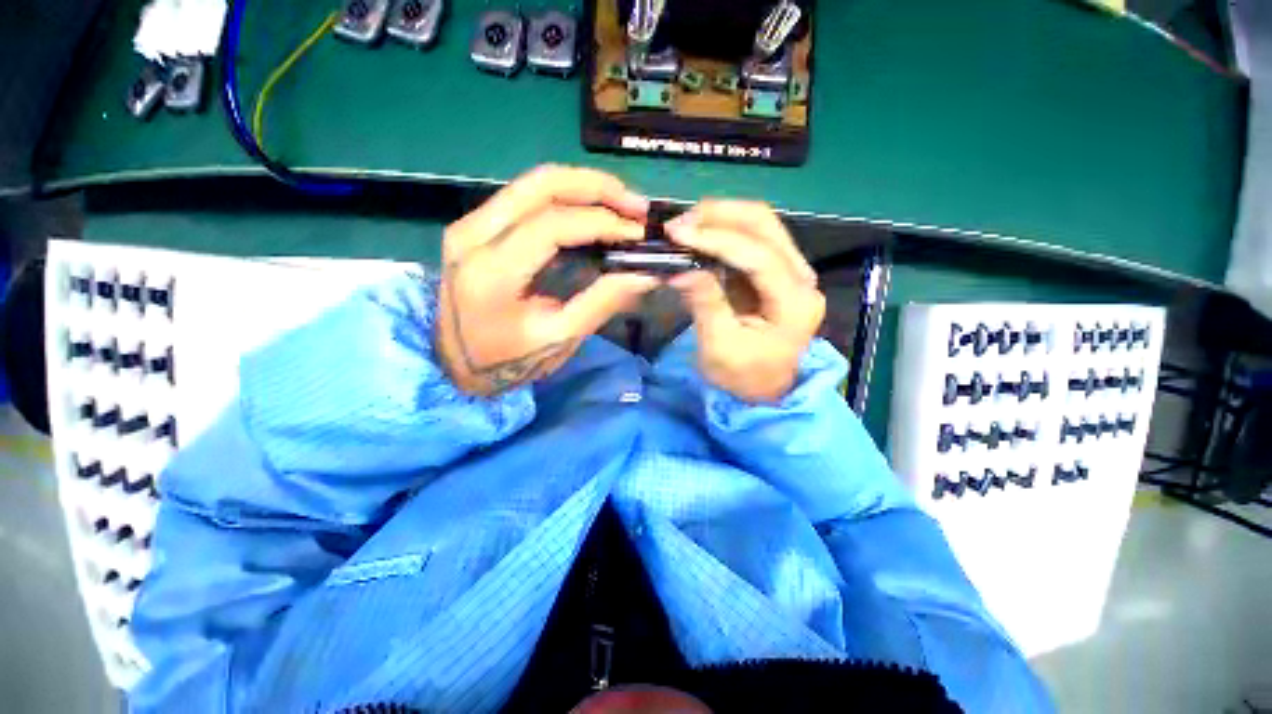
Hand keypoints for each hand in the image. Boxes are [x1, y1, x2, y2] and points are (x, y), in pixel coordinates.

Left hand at [436, 166, 660, 395]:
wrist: (455, 364)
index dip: (602, 222)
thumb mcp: (559, 338)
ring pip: (533, 182)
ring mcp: (470, 224)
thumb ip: (601, 302)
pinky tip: (593, 210)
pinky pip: (526, 196)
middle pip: (540, 184)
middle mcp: (473, 234)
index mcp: (491, 272)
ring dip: (584, 187)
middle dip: (597, 187)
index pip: (552, 225)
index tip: (638, 233)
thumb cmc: (508, 360)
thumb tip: (646, 273)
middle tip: (637, 206)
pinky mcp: (476, 225)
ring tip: (622, 204)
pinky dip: (566, 198)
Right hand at [665, 200, 823, 402]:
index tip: (677, 234)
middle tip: (678, 224)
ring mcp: (792, 270)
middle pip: (766, 225)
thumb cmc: (743, 377)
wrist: (763, 389)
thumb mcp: (719, 348)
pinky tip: (699, 235)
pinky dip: (723, 231)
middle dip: (719, 216)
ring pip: (761, 224)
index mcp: (795, 303)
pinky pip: (751, 238)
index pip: (759, 256)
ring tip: (685, 226)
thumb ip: (706, 304)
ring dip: (721, 218)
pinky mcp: (776, 271)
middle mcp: (802, 278)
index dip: (717, 239)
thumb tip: (681, 269)